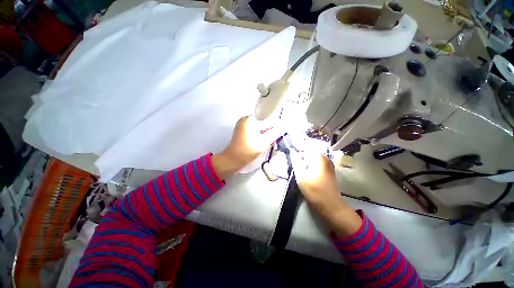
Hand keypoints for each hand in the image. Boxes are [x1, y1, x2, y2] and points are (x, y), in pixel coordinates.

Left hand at [212, 116, 281, 179]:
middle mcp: (244, 119)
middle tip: (270, 139)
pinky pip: (251, 130)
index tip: (275, 133)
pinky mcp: (239, 131)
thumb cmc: (249, 149)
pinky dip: (256, 134)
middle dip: (267, 130)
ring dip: (262, 133)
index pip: (266, 118)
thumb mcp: (265, 142)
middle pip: (261, 122)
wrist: (233, 159)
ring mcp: (240, 124)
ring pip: (256, 127)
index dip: (272, 126)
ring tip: (264, 142)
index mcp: (250, 118)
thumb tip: (282, 128)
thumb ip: (274, 134)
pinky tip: (258, 142)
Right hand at [292, 153, 361, 237]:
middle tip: (295, 166)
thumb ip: (296, 162)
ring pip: (313, 159)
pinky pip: (316, 165)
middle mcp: (326, 159)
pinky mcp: (328, 172)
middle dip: (301, 158)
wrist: (331, 207)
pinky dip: (310, 167)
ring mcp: (328, 165)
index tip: (291, 156)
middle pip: (310, 153)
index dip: (298, 151)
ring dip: (305, 163)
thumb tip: (292, 152)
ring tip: (300, 171)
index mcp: (320, 158)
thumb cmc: (315, 191)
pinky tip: (306, 175)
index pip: (306, 148)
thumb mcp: (301, 176)